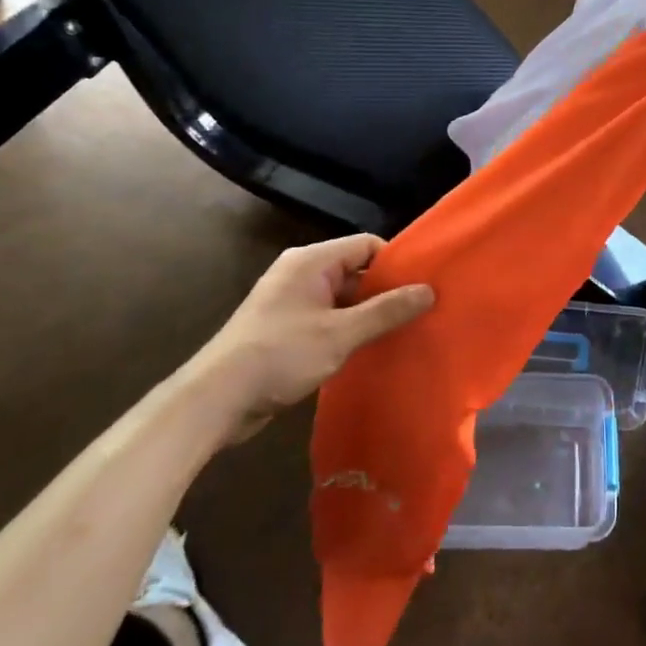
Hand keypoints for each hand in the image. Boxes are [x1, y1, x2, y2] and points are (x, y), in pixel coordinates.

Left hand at [169, 235, 433, 443]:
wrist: (216, 400)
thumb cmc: (280, 355)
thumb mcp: (340, 333)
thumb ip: (386, 311)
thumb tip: (429, 290)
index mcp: (311, 262)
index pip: (366, 245)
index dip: (396, 262)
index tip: (424, 285)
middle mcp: (301, 274)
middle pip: (356, 270)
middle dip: (387, 291)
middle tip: (422, 311)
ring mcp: (293, 303)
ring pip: (344, 299)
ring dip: (370, 314)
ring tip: (405, 332)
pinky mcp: (288, 330)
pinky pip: (330, 320)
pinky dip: (351, 331)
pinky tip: (372, 350)